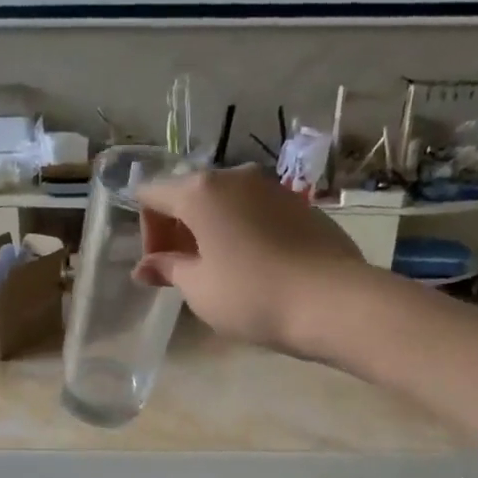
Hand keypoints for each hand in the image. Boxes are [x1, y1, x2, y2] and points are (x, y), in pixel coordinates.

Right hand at [134, 164, 373, 355]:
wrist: (332, 301)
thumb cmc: (251, 295)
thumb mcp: (199, 288)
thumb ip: (168, 269)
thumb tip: (145, 267)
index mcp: (201, 191)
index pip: (152, 194)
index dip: (147, 232)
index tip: (160, 270)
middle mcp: (235, 176)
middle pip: (189, 194)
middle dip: (178, 231)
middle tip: (185, 274)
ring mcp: (272, 187)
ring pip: (225, 203)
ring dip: (211, 232)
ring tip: (220, 274)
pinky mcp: (300, 205)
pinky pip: (255, 213)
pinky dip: (242, 233)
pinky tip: (254, 269)